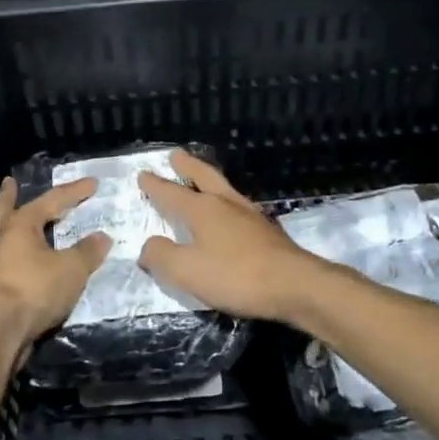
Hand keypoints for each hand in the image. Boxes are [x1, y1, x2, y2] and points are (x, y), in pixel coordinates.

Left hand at [0, 176, 111, 347]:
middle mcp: (0, 239)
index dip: (74, 192)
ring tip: (14, 222)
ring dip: (6, 226)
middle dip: (9, 196)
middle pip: (4, 210)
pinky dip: (12, 256)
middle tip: (9, 183)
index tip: (93, 183)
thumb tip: (102, 237)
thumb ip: (87, 251)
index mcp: (20, 225)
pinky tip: (20, 262)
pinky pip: (2, 262)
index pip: (52, 200)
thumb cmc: (33, 289)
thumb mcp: (71, 269)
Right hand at [138, 150, 329, 322]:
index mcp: (202, 209)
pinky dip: (225, 202)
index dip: (156, 185)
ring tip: (202, 179)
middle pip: (204, 176)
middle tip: (176, 155)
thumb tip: (147, 247)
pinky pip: (238, 207)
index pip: (172, 192)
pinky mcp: (266, 231)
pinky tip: (229, 213)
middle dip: (187, 166)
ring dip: (208, 180)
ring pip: (224, 188)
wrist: (295, 284)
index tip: (143, 174)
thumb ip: (162, 256)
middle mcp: (226, 204)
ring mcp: (250, 215)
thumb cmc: (236, 275)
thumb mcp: (187, 271)